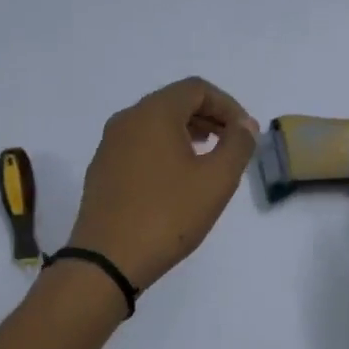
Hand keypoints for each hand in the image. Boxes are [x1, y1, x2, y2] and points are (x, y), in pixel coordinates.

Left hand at [67, 77, 260, 290]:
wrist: (107, 259)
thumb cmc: (168, 215)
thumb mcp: (216, 180)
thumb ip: (237, 145)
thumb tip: (244, 125)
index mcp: (154, 113)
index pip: (196, 89)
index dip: (228, 105)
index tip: (246, 132)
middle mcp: (127, 119)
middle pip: (174, 102)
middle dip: (208, 117)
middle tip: (232, 143)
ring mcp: (109, 144)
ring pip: (155, 124)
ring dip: (187, 133)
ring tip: (209, 158)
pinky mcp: (102, 169)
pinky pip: (139, 145)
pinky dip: (164, 149)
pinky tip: (177, 179)